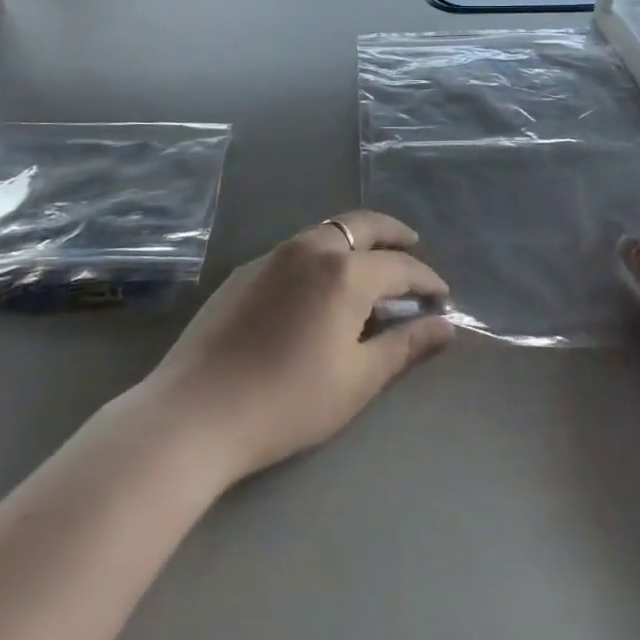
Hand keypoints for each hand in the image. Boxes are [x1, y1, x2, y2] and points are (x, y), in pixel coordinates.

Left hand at [140, 212, 453, 483]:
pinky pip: (297, 248)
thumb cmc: (287, 402)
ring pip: (327, 232)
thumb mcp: (358, 380)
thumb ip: (405, 346)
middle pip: (363, 225)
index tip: (441, 298)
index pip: (401, 266)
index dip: (426, 280)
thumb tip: (445, 326)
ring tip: (371, 264)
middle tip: (413, 246)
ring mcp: (272, 255)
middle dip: (394, 234)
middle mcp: (311, 249)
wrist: (194, 413)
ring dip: (356, 240)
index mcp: (345, 273)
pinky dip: (323, 254)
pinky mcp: (245, 271)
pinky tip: (321, 285)